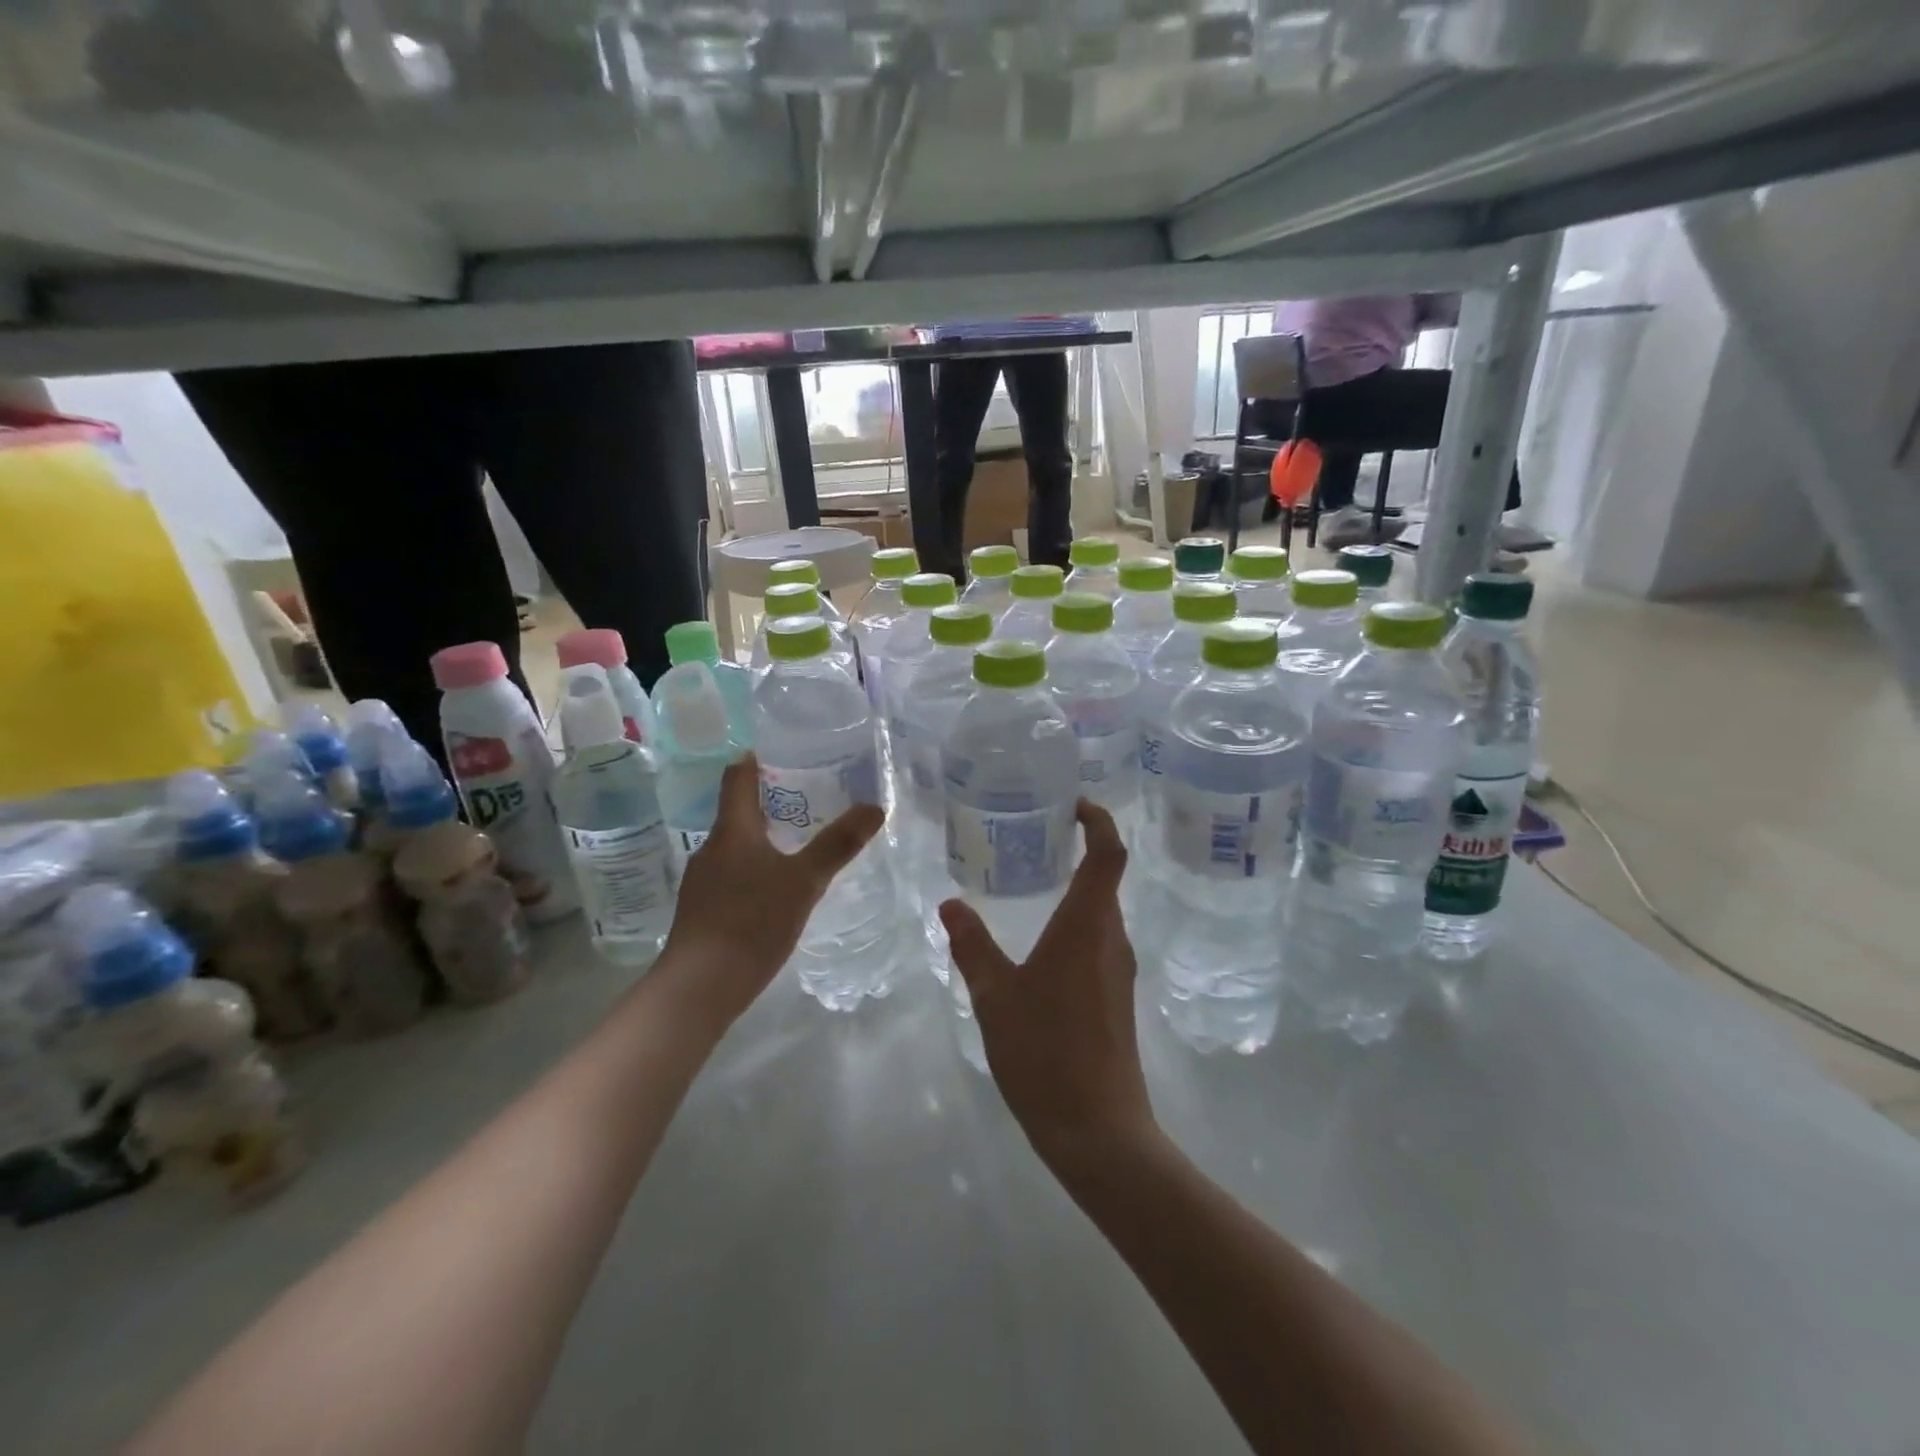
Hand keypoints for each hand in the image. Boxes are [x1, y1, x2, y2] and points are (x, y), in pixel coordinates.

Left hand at [660, 753, 882, 1027]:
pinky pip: (731, 875)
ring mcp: (702, 881)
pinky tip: (775, 889)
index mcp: (732, 831)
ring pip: (735, 846)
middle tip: (807, 797)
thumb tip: (875, 806)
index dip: (755, 760)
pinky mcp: (702, 910)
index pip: (737, 778)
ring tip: (798, 842)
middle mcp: (711, 848)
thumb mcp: (804, 881)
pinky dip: (754, 869)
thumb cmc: (751, 922)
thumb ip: (838, 844)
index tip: (779, 750)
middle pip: (737, 811)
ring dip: (762, 838)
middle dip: (769, 801)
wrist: (700, 987)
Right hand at [939, 801, 1155, 1172]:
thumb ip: (972, 945)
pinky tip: (1042, 940)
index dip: (1099, 820)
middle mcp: (1112, 938)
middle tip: (1036, 836)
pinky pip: (1100, 939)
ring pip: (1102, 911)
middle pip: (1107, 878)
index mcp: (1087, 926)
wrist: (1098, 1130)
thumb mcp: (995, 996)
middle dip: (1080, 849)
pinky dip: (1077, 921)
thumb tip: (950, 903)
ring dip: (1078, 887)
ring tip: (1033, 880)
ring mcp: (1119, 969)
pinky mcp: (1118, 995)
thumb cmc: (1045, 1052)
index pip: (1108, 854)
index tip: (1074, 803)